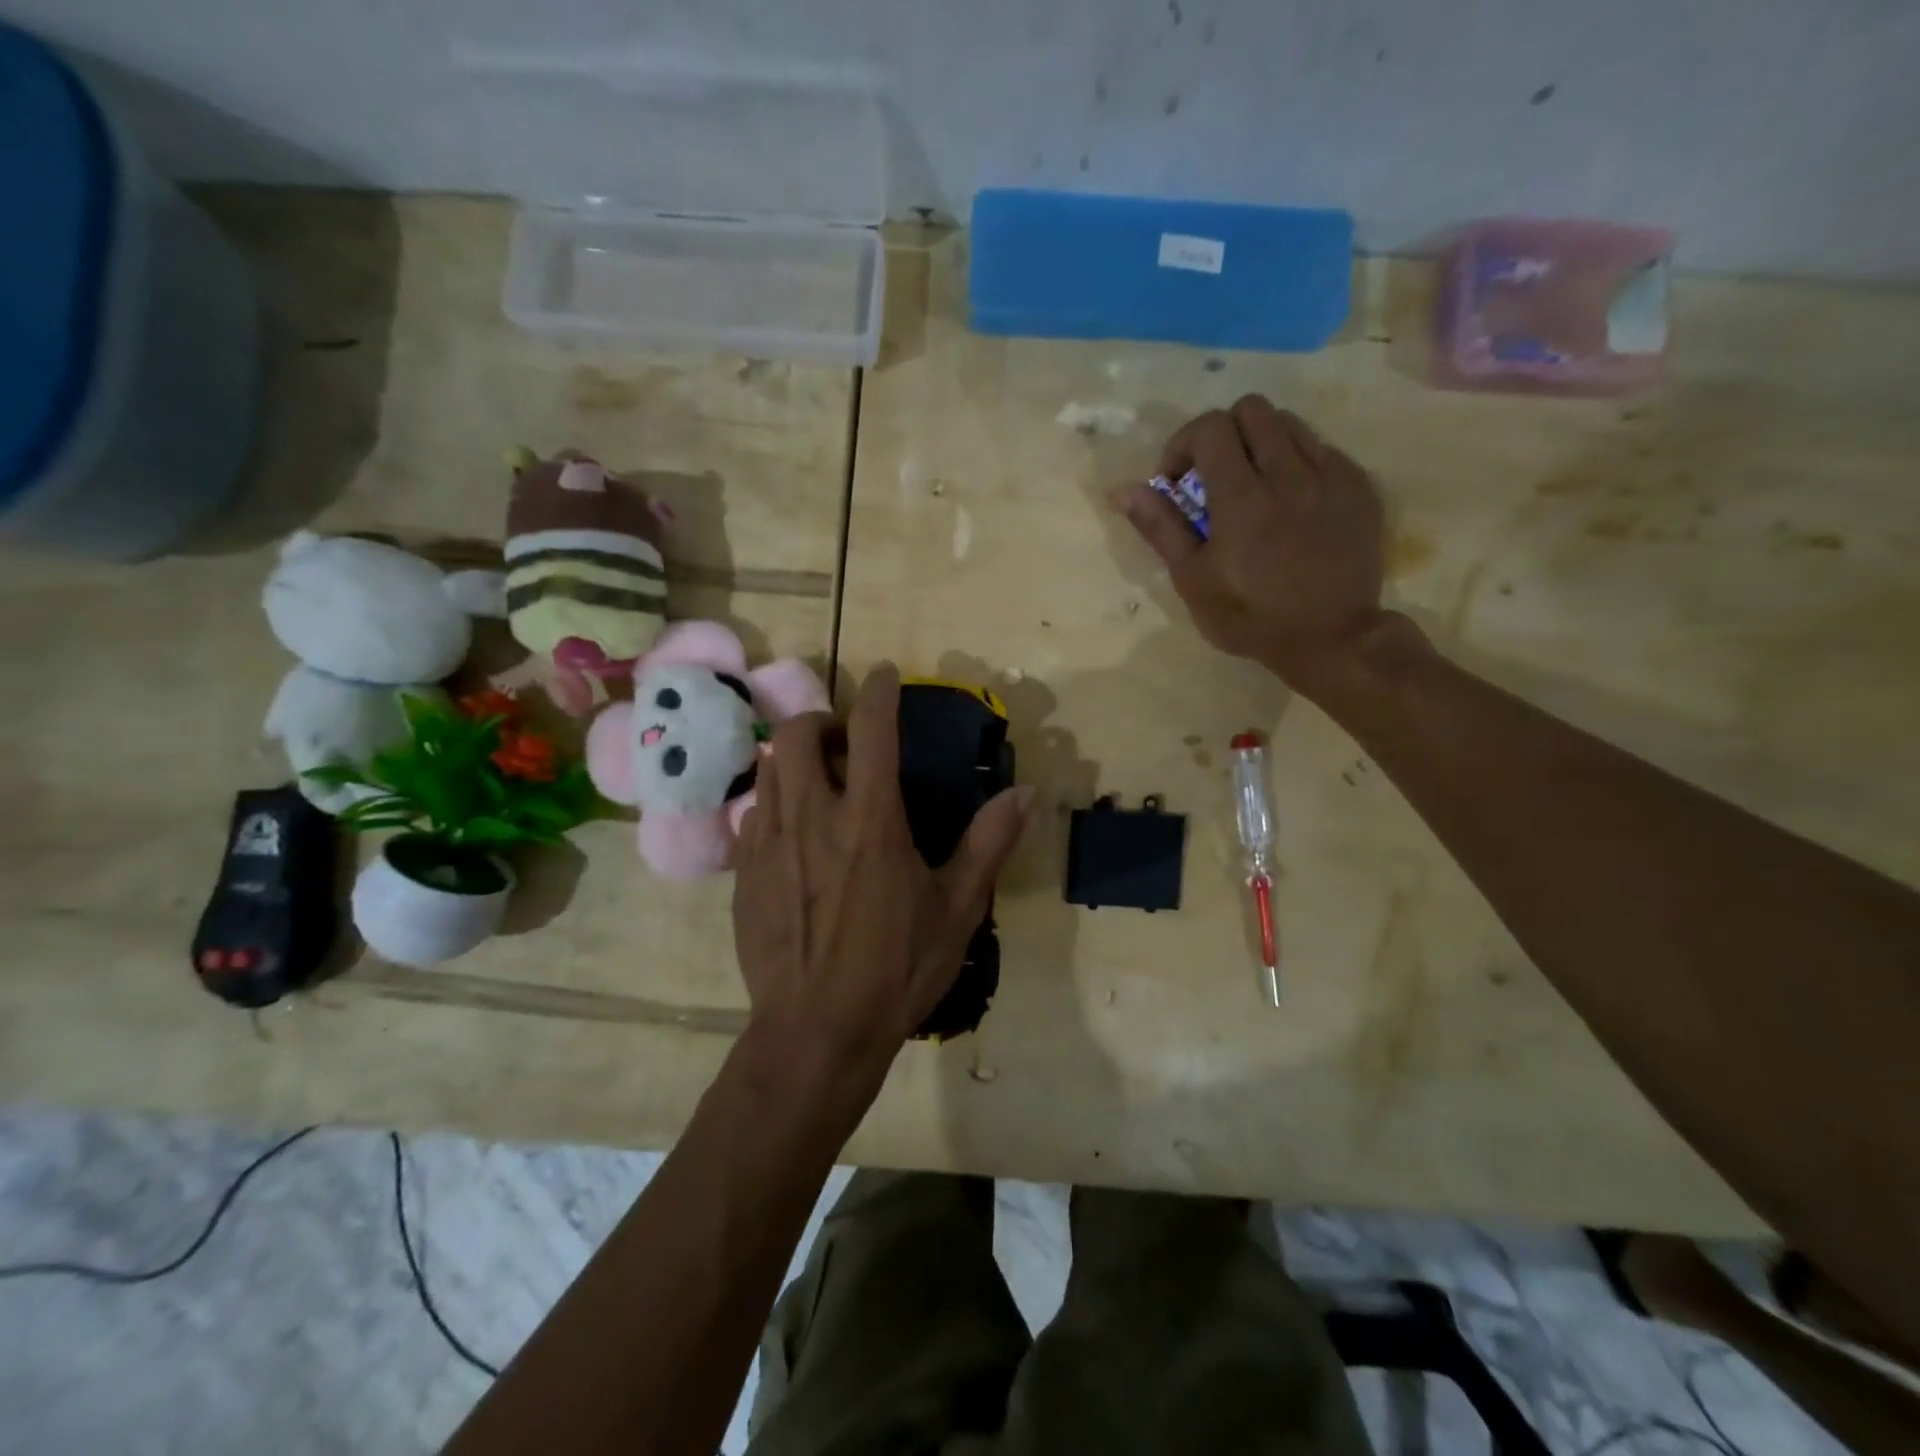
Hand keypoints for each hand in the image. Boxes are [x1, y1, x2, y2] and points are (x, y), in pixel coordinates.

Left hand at [732, 664, 1031, 1081]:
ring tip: (822, 783)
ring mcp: (769, 844)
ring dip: (798, 758)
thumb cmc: (895, 969)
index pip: (872, 730)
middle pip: (801, 734)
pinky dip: (776, 803)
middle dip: (824, 720)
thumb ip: (989, 843)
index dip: (880, 691)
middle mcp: (813, 817)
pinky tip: (796, 834)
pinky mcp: (744, 874)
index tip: (886, 675)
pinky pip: (754, 814)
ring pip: (771, 769)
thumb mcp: (957, 909)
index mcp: (870, 820)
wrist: (816, 1032)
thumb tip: (1025, 793)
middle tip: (849, 746)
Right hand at [1113, 395, 1394, 689]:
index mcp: (1242, 498)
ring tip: (1254, 485)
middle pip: (1251, 409)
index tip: (1178, 482)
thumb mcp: (1192, 580)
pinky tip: (1292, 502)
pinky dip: (1297, 462)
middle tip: (1214, 476)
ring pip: (1290, 423)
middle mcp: (1289, 474)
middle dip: (1222, 434)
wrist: (1331, 639)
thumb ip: (1160, 527)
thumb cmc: (1249, 617)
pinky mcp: (1359, 487)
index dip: (1183, 444)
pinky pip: (1323, 449)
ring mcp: (1331, 476)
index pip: (1210, 427)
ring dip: (1261, 443)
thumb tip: (1122, 489)